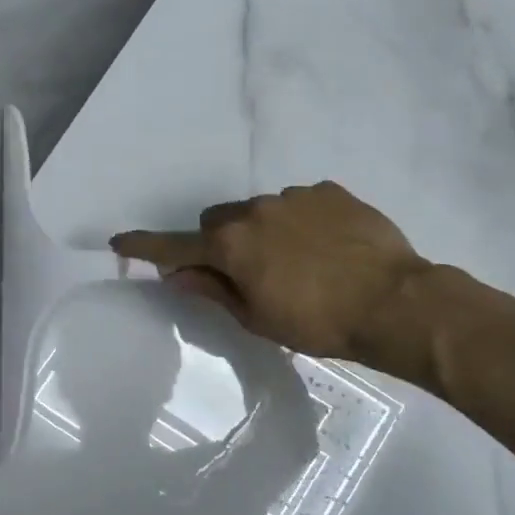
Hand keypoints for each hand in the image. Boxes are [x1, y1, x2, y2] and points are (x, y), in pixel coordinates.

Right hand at [112, 183, 433, 375]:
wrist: (394, 302)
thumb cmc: (319, 323)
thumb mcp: (258, 318)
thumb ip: (214, 291)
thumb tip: (179, 275)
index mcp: (232, 246)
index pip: (175, 246)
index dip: (146, 246)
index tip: (119, 241)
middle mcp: (256, 210)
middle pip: (218, 221)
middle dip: (221, 243)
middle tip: (246, 273)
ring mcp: (295, 196)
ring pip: (260, 211)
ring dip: (264, 232)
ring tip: (299, 262)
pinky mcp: (329, 191)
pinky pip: (299, 203)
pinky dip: (300, 222)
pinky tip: (327, 247)